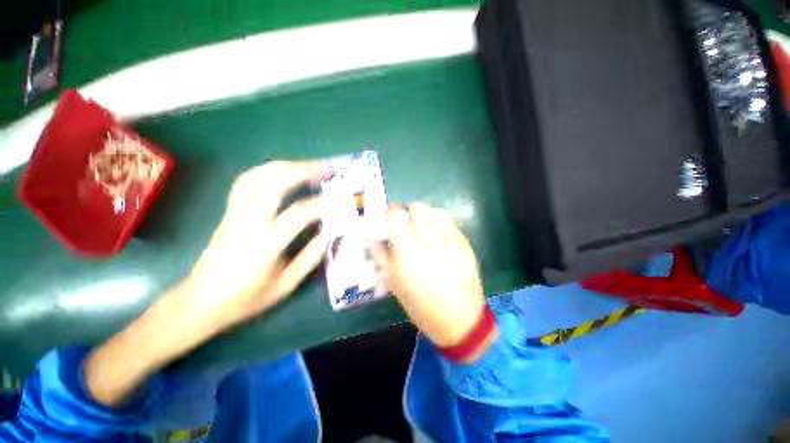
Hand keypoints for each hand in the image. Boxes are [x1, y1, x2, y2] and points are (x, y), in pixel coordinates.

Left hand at [86, 161, 324, 405]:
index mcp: (264, 246)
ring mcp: (233, 215)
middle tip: (324, 169)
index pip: (298, 214)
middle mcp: (247, 224)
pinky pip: (244, 183)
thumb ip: (311, 257)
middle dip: (301, 171)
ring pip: (255, 177)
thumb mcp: (286, 285)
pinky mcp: (227, 213)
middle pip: (272, 184)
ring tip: (306, 166)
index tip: (338, 203)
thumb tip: (332, 233)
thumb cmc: (246, 299)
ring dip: (284, 166)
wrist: (200, 303)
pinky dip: (265, 171)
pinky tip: (280, 172)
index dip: (321, 205)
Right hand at [373, 204, 489, 350]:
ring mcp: (449, 241)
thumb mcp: (394, 283)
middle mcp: (428, 242)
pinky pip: (449, 221)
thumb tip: (369, 235)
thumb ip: (380, 255)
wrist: (460, 319)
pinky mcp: (464, 243)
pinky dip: (438, 222)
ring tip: (421, 229)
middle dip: (407, 213)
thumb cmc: (421, 306)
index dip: (390, 214)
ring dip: (423, 216)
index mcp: (407, 253)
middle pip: (416, 208)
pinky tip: (437, 234)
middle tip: (405, 225)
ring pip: (433, 211)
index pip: (396, 216)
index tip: (388, 220)